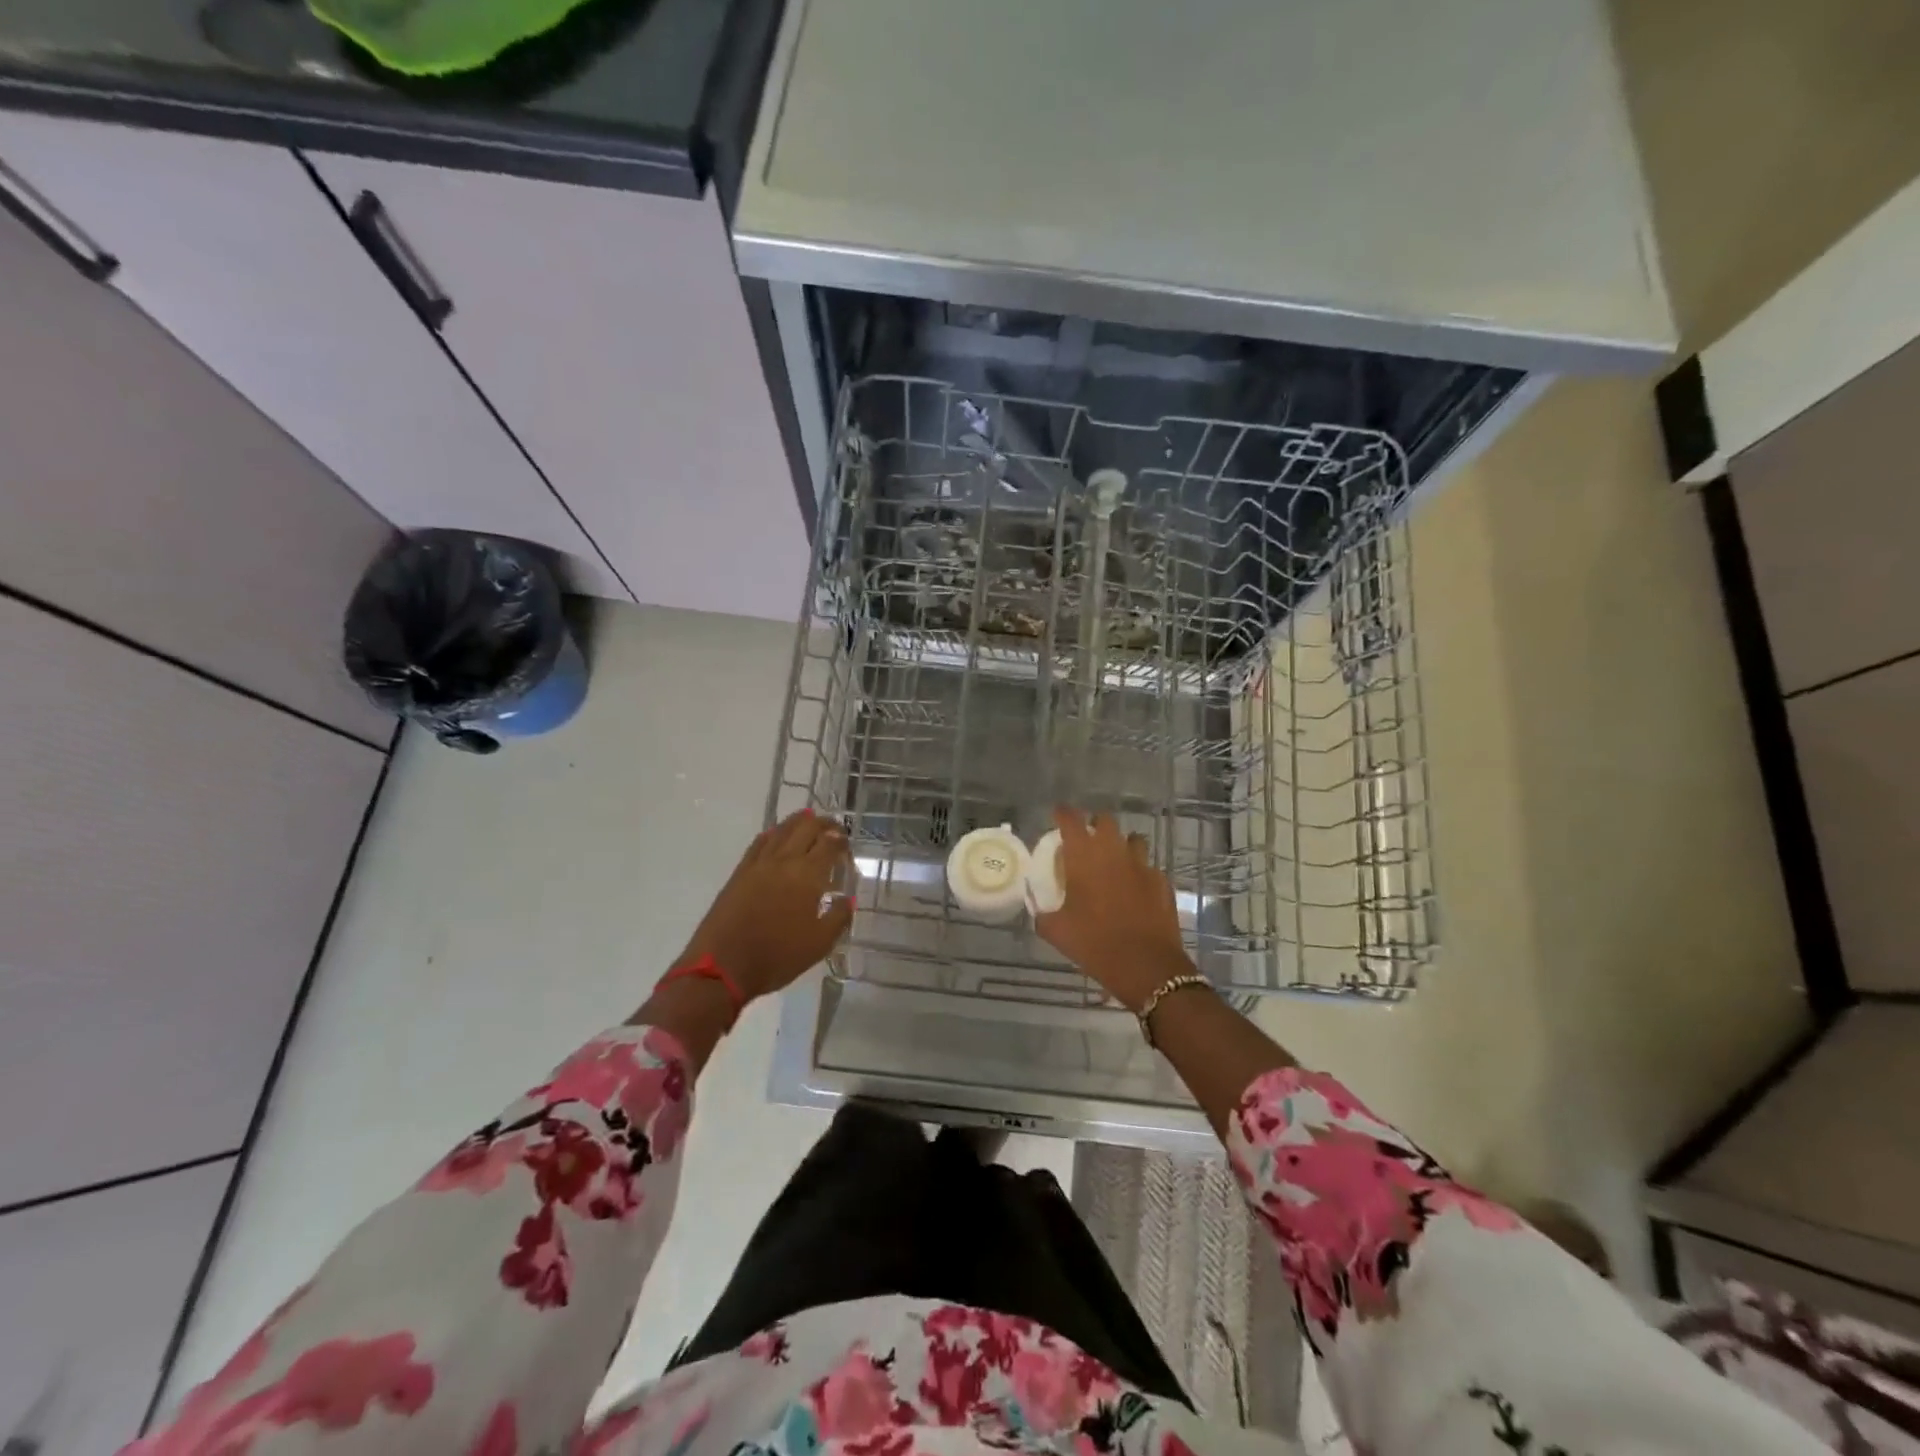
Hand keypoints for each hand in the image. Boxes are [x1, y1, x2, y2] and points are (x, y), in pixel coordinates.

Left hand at [679, 810, 852, 1000]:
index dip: (841, 840)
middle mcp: (784, 860)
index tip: (848, 846)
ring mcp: (759, 863)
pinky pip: (760, 842)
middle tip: (834, 830)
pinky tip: (777, 835)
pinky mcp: (740, 872)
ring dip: (799, 822)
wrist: (723, 967)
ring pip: (782, 829)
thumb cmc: (777, 957)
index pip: (829, 844)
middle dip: (824, 824)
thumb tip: (848, 898)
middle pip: (806, 827)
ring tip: (809, 822)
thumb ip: (839, 917)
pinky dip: (774, 833)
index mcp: (807, 875)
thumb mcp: (819, 944)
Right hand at [1034, 807, 1195, 1012]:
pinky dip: (1139, 873)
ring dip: (1121, 846)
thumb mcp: (1056, 931)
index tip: (1058, 815)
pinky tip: (1135, 891)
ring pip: (1133, 840)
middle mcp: (1114, 851)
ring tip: (1114, 863)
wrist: (1146, 965)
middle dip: (1095, 826)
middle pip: (1105, 821)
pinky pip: (1148, 867)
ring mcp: (1142, 865)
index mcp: (1084, 856)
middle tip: (1087, 843)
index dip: (1063, 814)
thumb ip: (1043, 914)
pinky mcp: (1162, 882)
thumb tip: (1039, 910)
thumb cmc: (1094, 943)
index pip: (1070, 819)